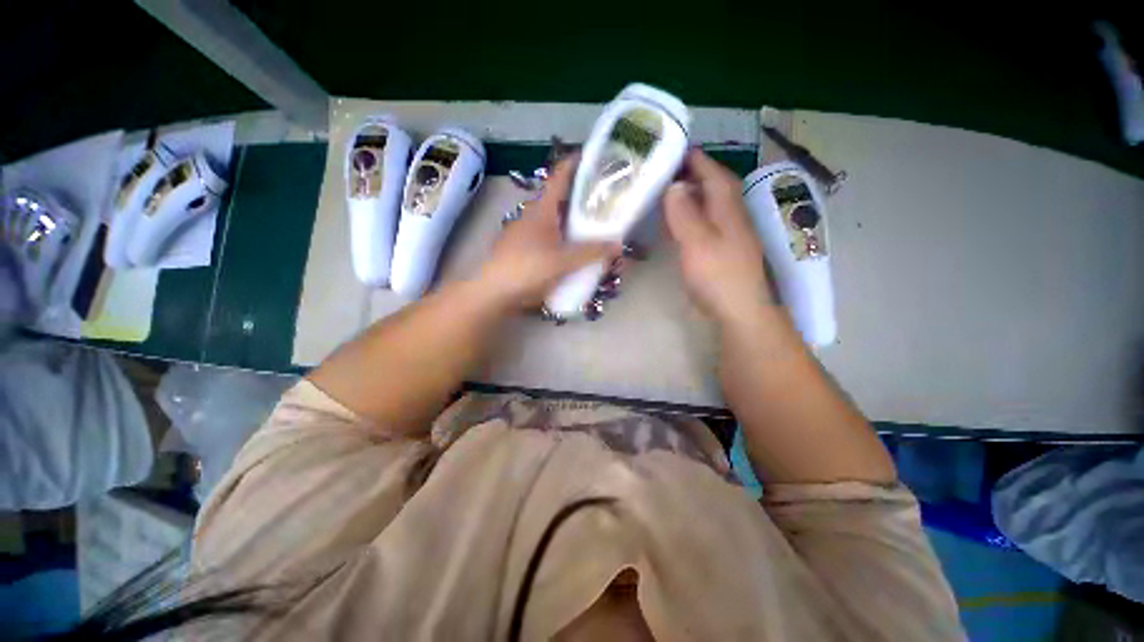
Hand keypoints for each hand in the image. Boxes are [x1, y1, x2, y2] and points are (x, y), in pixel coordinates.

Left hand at [477, 156, 620, 311]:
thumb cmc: (527, 269)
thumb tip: (618, 245)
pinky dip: (563, 240)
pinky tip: (573, 253)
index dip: (574, 164)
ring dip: (572, 223)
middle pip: (560, 201)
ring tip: (593, 229)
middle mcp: (533, 217)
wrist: (494, 292)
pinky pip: (549, 239)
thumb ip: (591, 252)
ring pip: (555, 222)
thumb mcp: (563, 261)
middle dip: (580, 199)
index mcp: (542, 211)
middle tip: (603, 202)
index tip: (593, 157)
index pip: (559, 178)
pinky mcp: (524, 250)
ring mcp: (526, 234)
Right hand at [664, 150, 772, 323]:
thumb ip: (684, 213)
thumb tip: (674, 185)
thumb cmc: (717, 275)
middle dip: (696, 174)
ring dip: (695, 194)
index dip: (697, 160)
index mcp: (727, 210)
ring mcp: (730, 236)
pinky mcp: (724, 252)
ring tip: (672, 190)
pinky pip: (707, 224)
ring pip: (712, 206)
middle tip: (669, 169)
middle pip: (715, 188)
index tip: (678, 147)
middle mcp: (732, 218)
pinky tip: (682, 222)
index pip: (714, 175)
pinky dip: (694, 216)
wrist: (739, 311)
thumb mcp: (697, 241)